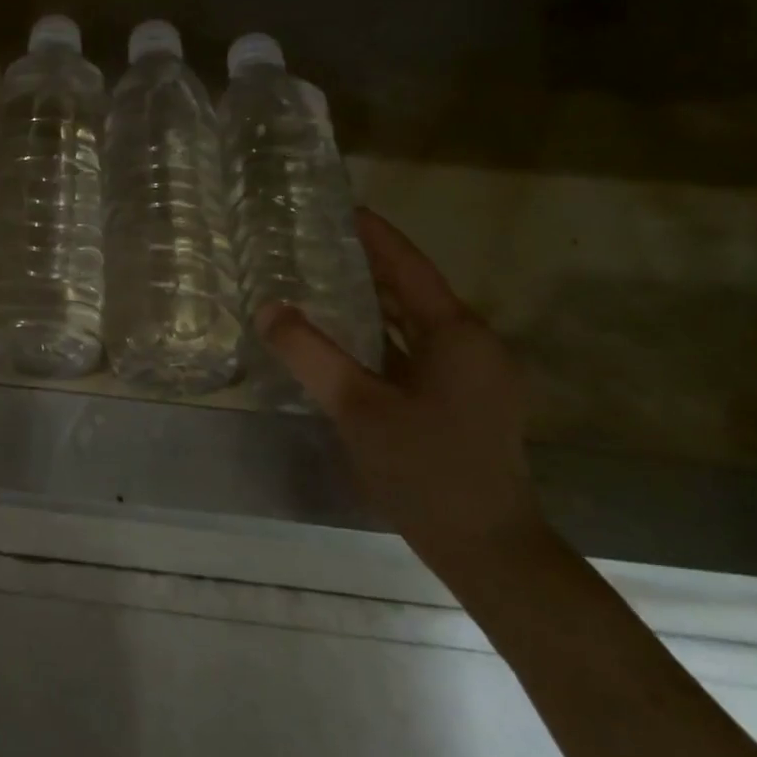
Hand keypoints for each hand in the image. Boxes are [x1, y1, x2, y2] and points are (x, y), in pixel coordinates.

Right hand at [257, 209, 546, 574]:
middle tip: (316, 242)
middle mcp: (471, 345)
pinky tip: (347, 338)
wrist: (488, 549)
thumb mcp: (356, 407)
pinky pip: (416, 350)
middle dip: (369, 264)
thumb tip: (268, 307)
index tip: (340, 207)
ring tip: (323, 280)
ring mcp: (471, 375)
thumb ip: (309, 353)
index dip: (374, 235)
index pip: (409, 266)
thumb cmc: (425, 469)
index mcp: (456, 334)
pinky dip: (382, 334)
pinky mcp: (463, 401)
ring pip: (414, 322)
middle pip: (413, 290)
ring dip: (374, 300)